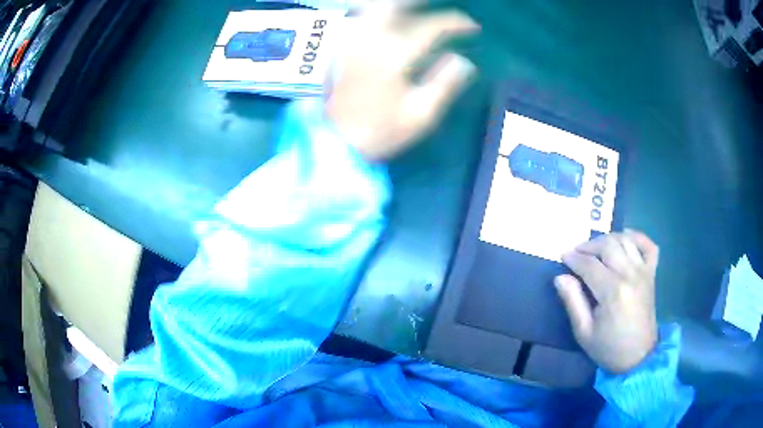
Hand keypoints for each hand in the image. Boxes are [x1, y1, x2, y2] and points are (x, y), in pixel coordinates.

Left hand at [325, 1, 478, 160]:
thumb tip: (464, 61)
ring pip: (373, 6)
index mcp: (395, 54)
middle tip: (436, 5)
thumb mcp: (419, 115)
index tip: (472, 27)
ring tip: (415, 8)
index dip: (457, 23)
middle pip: (394, 3)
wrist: (331, 142)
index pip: (432, 26)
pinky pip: (360, 17)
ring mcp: (351, 38)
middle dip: (418, 1)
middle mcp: (371, 37)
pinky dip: (376, 11)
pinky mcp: (340, 46)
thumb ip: (444, 83)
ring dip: (396, 4)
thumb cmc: (378, 132)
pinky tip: (389, 17)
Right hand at [555, 230, 658, 373]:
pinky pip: (648, 246)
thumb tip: (560, 277)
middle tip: (577, 252)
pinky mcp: (651, 274)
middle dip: (589, 245)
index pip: (589, 265)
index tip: (563, 256)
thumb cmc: (608, 347)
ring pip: (626, 240)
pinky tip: (626, 240)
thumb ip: (572, 302)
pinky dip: (637, 237)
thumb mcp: (584, 332)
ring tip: (596, 248)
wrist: (638, 356)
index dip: (573, 258)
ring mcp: (643, 272)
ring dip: (608, 239)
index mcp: (612, 291)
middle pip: (608, 245)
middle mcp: (630, 275)